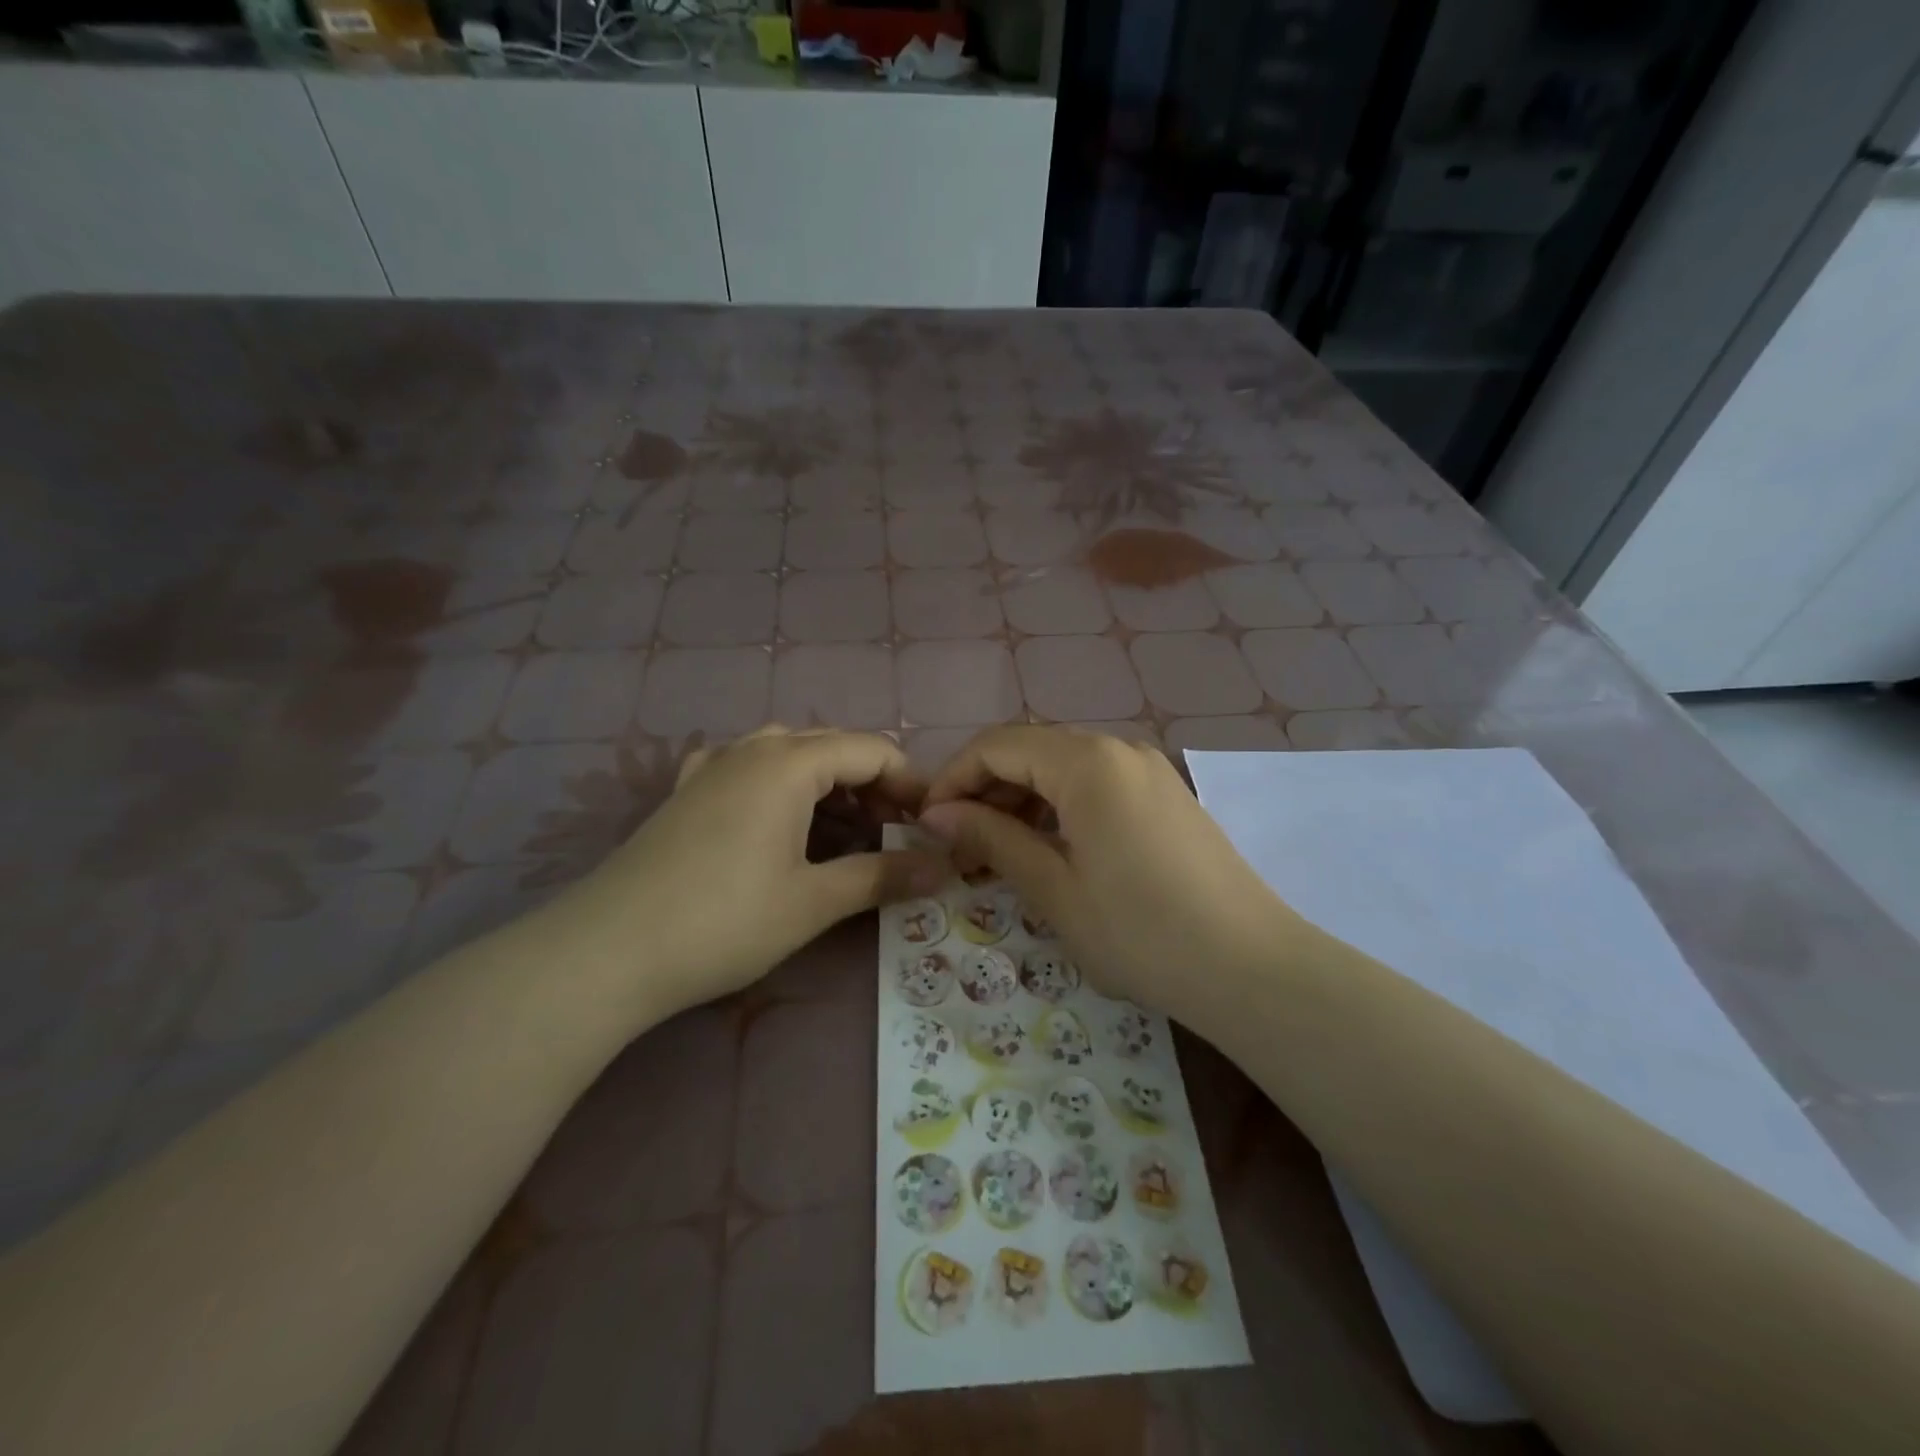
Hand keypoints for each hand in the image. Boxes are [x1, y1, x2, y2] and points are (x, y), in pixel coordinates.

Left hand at [561, 727, 942, 1020]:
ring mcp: (712, 767)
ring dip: (827, 783)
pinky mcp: (686, 792)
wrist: (607, 951)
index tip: (932, 825)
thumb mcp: (814, 901)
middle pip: (832, 746)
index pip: (872, 750)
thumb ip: (883, 876)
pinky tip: (776, 818)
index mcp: (789, 763)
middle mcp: (752, 749)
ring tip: (844, 830)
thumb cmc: (724, 921)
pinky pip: (747, 768)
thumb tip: (944, 868)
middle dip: (872, 784)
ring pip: (789, 754)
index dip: (910, 783)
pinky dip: (779, 785)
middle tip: (894, 833)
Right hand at [919, 726, 1299, 1035]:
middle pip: (1030, 750)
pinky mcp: (1166, 796)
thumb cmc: (1141, 932)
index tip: (927, 825)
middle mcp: (1119, 750)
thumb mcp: (1054, 889)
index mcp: (1087, 762)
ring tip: (997, 853)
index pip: (997, 746)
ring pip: (1063, 767)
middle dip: (985, 790)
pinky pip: (1096, 785)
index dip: (953, 779)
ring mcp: (1149, 770)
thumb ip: (992, 839)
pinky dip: (1059, 808)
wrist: (1251, 968)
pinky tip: (1048, 850)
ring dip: (1021, 800)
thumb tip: (937, 814)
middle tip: (958, 846)